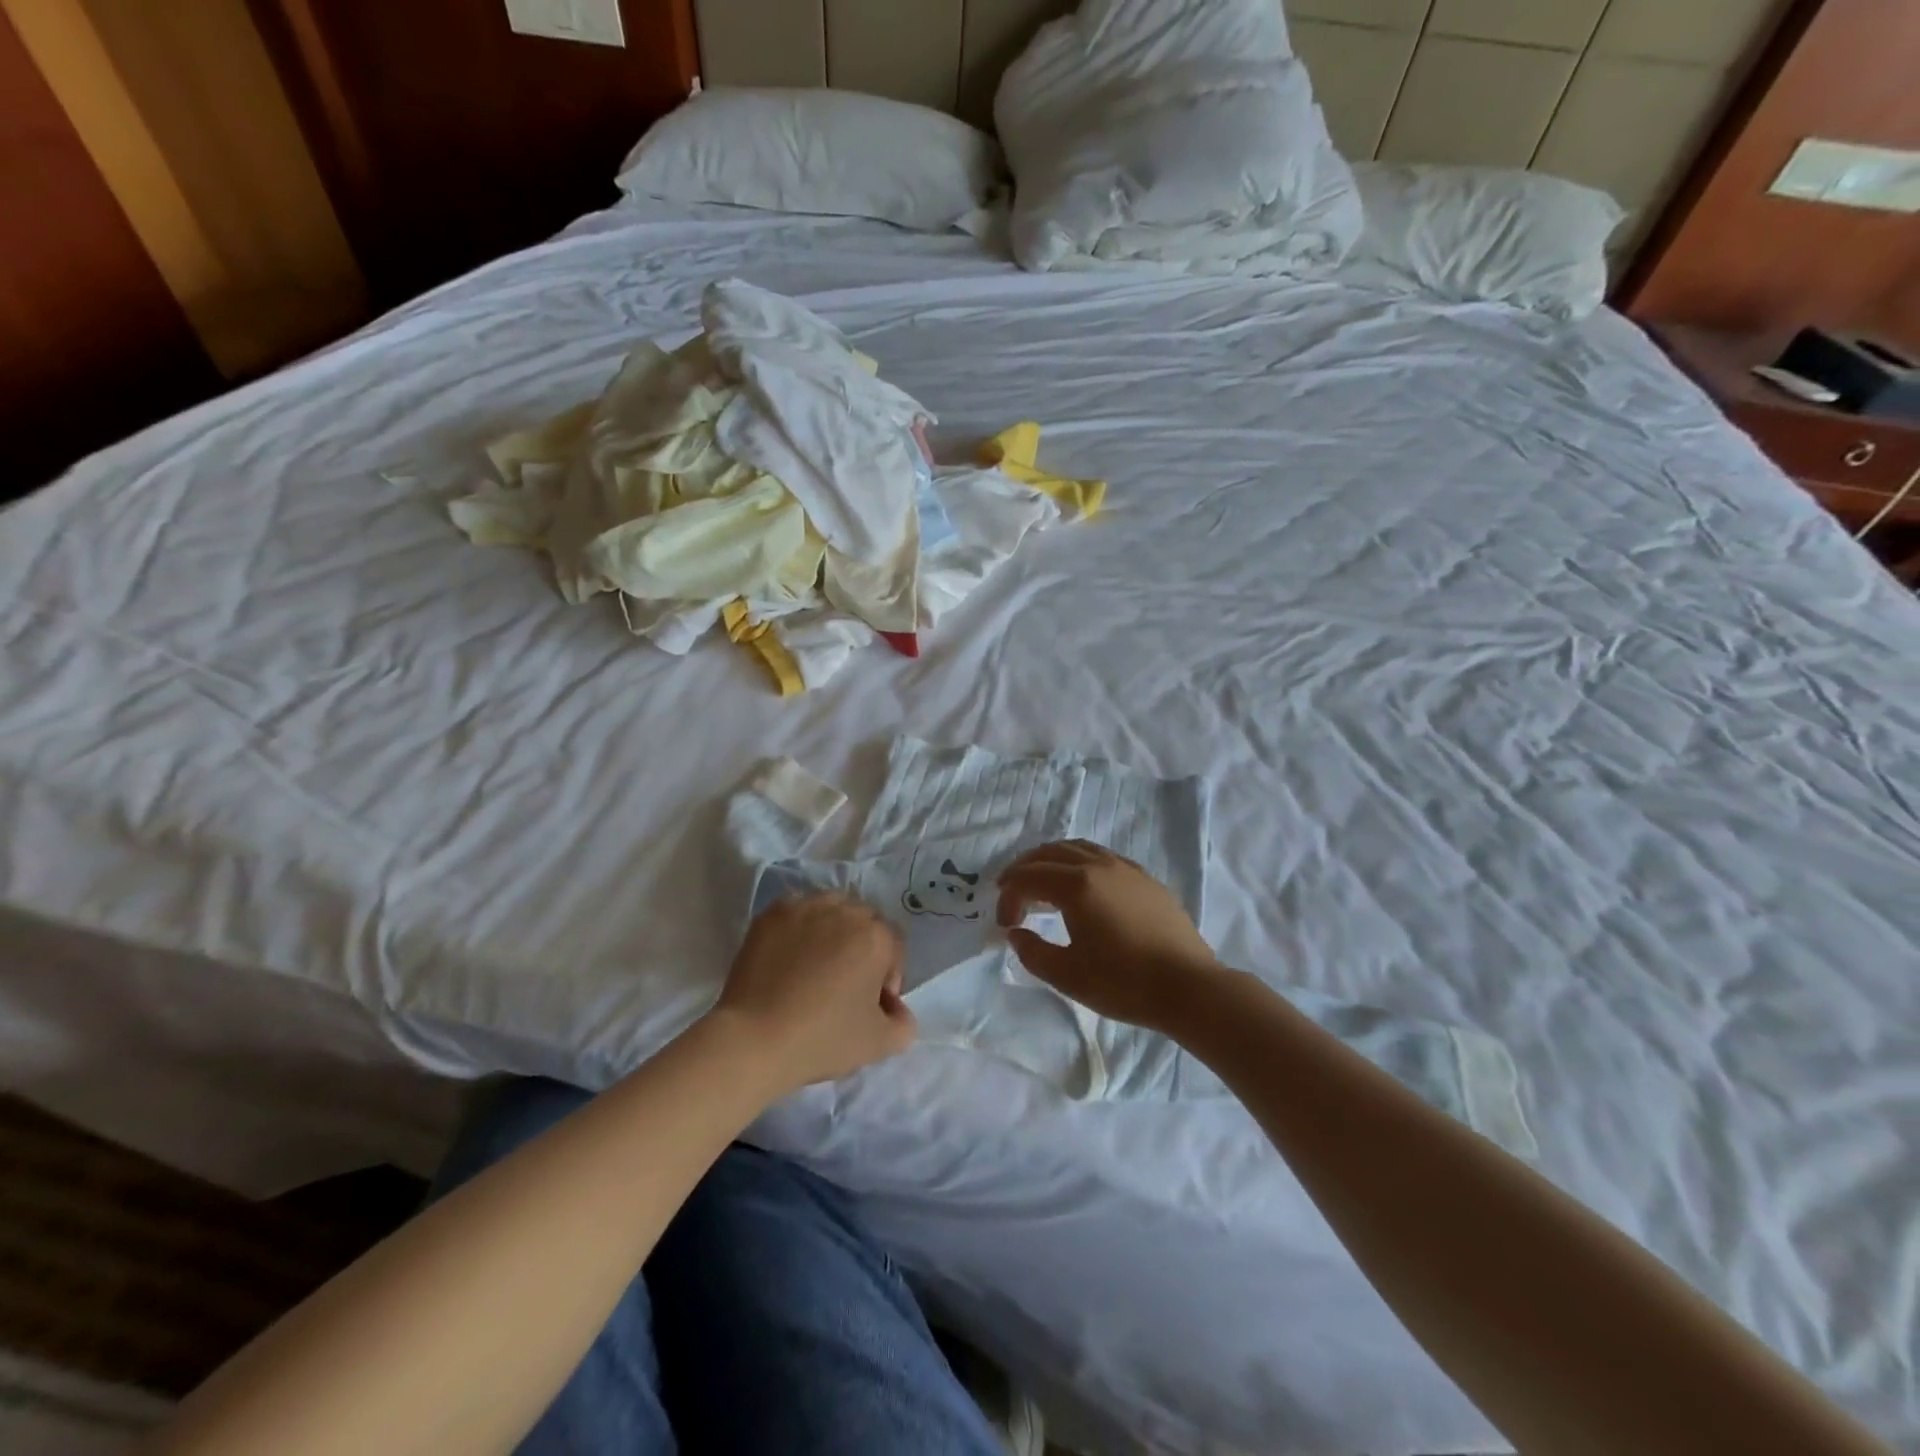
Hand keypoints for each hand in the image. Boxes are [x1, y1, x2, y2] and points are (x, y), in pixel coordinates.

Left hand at [713, 893, 916, 1089]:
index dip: (888, 975)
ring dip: (833, 930)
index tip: (869, 1003)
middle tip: (845, 982)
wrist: (753, 1039)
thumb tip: (895, 1007)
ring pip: (832, 909)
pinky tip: (790, 956)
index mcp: (876, 937)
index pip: (894, 944)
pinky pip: (799, 911)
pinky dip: (801, 927)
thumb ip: (904, 1023)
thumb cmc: (822, 1038)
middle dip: (862, 947)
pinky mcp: (772, 913)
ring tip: (816, 964)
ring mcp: (805, 907)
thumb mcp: (879, 1044)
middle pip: (865, 921)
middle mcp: (845, 911)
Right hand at [996, 841, 1224, 1034]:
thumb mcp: (1068, 976)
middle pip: (1049, 853)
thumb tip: (1016, 933)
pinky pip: (1101, 856)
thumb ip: (1033, 952)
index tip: (1006, 925)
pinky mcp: (1145, 878)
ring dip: (1050, 860)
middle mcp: (1099, 866)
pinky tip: (1080, 884)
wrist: (1189, 988)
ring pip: (1077, 848)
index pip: (1028, 878)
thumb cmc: (1124, 983)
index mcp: (1076, 885)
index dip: (1009, 898)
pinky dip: (1078, 862)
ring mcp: (1125, 868)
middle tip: (1009, 891)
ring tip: (1039, 881)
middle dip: (1023, 869)